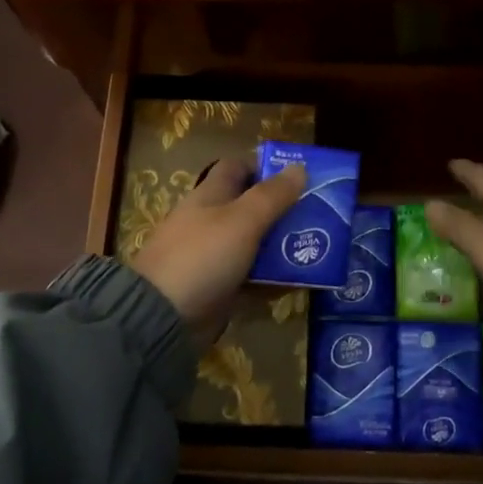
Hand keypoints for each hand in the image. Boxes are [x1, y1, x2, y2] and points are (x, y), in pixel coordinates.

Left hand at [130, 157, 304, 342]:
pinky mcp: (219, 286)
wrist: (162, 317)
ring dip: (283, 245)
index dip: (266, 167)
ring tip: (320, 248)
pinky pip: (252, 277)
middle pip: (252, 206)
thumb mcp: (242, 220)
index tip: (299, 176)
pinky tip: (301, 281)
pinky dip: (274, 279)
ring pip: (256, 243)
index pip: (238, 167)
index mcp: (210, 195)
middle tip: (320, 216)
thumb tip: (299, 167)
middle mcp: (211, 220)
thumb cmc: (203, 255)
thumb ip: (272, 195)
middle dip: (284, 209)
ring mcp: (214, 255)